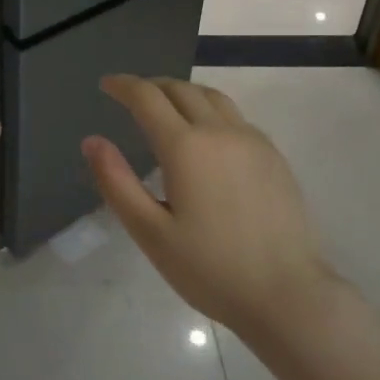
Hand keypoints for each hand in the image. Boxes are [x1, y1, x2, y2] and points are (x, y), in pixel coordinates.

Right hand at [82, 75, 335, 336]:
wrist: (287, 295)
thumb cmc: (210, 269)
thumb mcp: (150, 232)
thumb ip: (117, 182)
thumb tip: (92, 141)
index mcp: (186, 147)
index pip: (148, 97)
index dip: (123, 85)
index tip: (106, 85)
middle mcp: (221, 132)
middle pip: (181, 89)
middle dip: (152, 86)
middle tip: (131, 96)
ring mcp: (253, 141)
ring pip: (212, 97)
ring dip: (183, 92)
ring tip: (166, 106)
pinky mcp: (274, 156)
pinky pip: (235, 116)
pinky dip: (210, 110)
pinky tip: (206, 135)